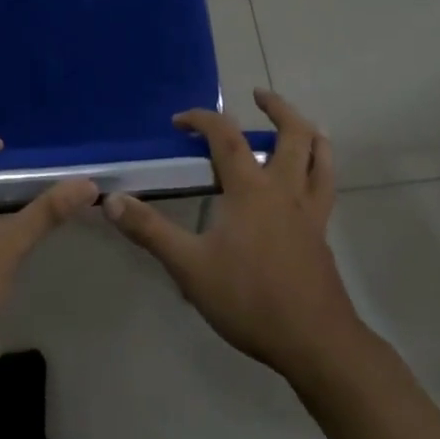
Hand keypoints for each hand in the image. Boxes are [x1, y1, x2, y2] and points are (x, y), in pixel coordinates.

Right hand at [103, 89, 363, 380]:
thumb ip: (151, 231)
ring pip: (320, 156)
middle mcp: (285, 189)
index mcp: (251, 189)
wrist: (315, 342)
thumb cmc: (250, 299)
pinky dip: (321, 167)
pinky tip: (310, 179)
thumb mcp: (190, 267)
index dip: (202, 119)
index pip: (226, 137)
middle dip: (276, 108)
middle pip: (292, 133)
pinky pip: (326, 186)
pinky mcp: (323, 234)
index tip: (180, 121)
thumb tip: (113, 200)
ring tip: (299, 123)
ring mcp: (310, 211)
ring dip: (308, 132)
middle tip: (258, 95)